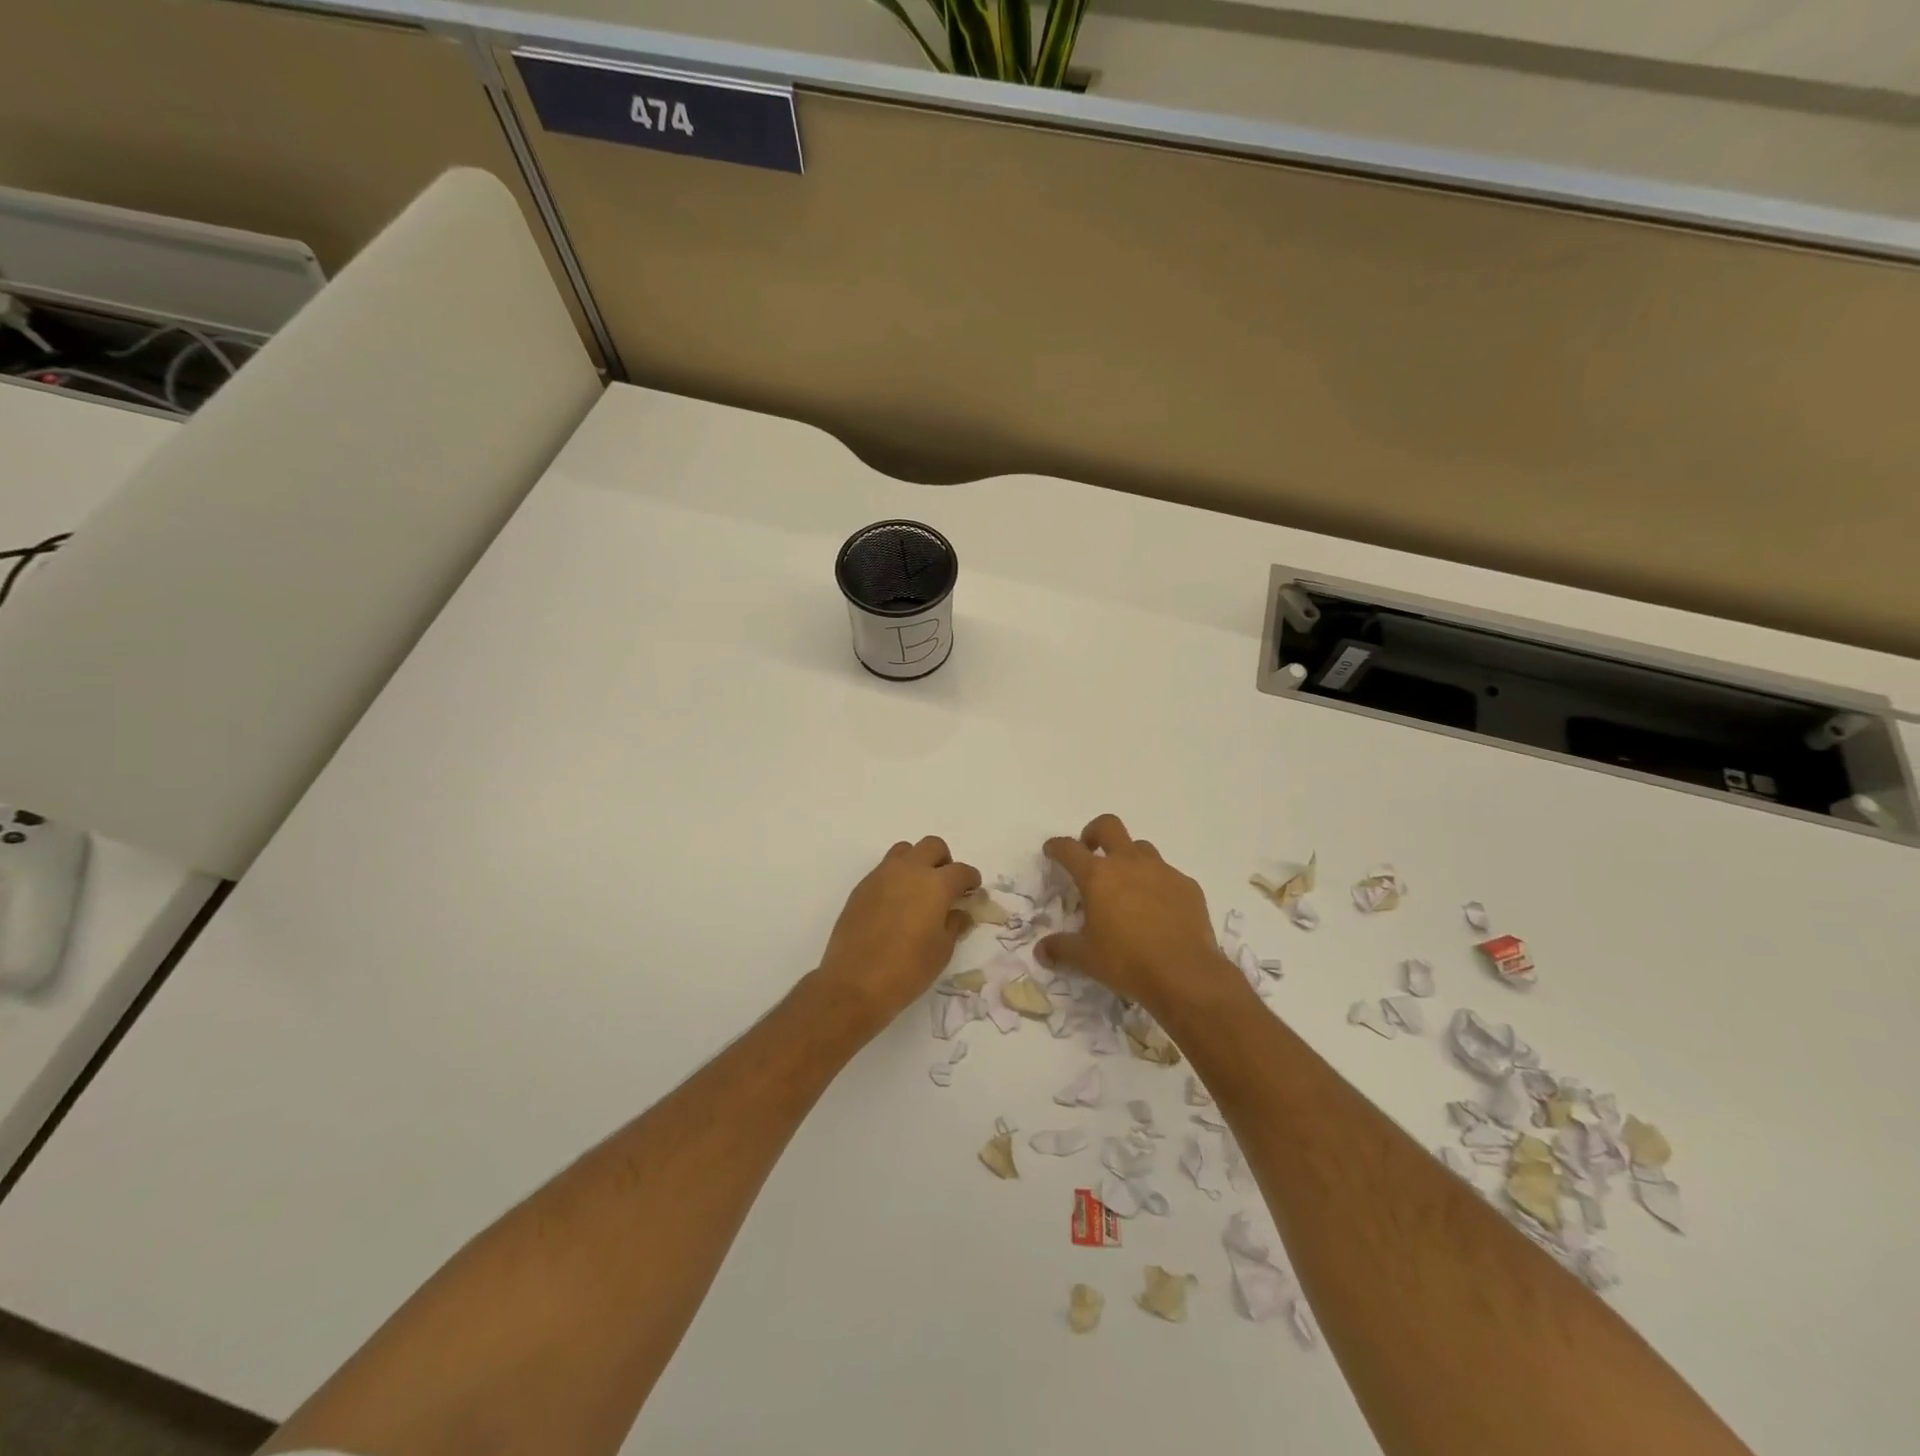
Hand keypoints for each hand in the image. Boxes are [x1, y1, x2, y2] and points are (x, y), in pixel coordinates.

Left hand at [812, 837, 979, 1036]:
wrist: (854, 982)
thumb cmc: (907, 969)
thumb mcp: (942, 950)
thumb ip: (954, 924)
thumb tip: (960, 913)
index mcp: (935, 884)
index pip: (961, 870)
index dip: (971, 879)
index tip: (972, 890)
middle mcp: (909, 870)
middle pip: (932, 846)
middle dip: (944, 861)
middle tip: (946, 886)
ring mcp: (882, 876)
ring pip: (905, 851)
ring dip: (917, 862)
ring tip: (918, 890)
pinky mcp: (862, 887)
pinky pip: (884, 870)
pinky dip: (896, 878)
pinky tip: (896, 905)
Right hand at [1036, 814, 1246, 1023]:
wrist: (1186, 974)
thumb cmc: (1127, 962)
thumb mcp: (1086, 959)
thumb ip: (1061, 949)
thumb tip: (1041, 951)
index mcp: (1097, 876)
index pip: (1069, 849)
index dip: (1056, 846)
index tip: (1052, 851)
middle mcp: (1129, 863)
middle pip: (1108, 826)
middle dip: (1094, 833)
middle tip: (1090, 852)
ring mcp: (1162, 871)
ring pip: (1141, 847)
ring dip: (1128, 857)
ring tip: (1126, 885)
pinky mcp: (1187, 885)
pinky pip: (1167, 874)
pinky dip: (1157, 883)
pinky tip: (1158, 909)